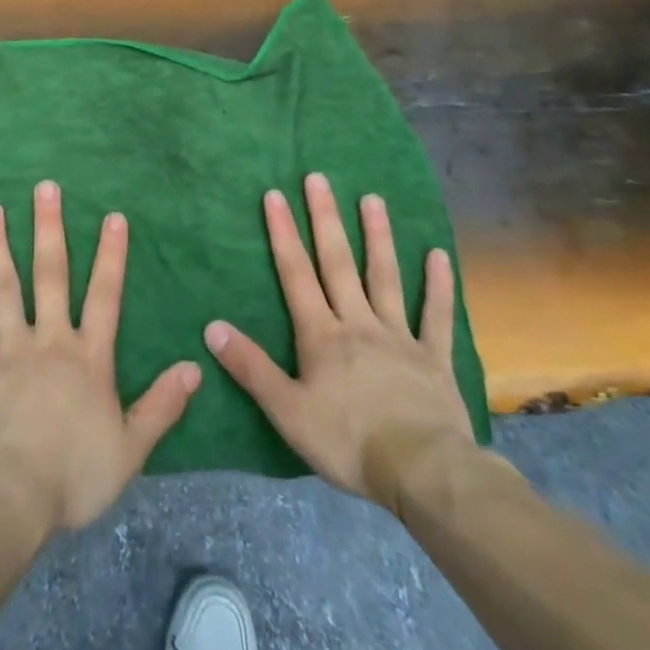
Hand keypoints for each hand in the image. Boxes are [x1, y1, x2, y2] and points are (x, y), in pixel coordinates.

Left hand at [0, 180, 201, 535]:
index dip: (111, 256)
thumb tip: (194, 367)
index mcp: (87, 357)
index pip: (105, 296)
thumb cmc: (73, 476)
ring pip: (2, 288)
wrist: (9, 500)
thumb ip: (162, 406)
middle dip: (49, 228)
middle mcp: (48, 340)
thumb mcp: (131, 448)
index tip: (112, 215)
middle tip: (45, 187)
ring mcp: (7, 350)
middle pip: (50, 275)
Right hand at [204, 173, 472, 508]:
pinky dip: (437, 286)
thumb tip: (211, 327)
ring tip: (372, 198)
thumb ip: (251, 367)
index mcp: (322, 335)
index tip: (275, 195)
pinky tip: (438, 254)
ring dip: (378, 237)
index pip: (296, 274)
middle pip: (338, 263)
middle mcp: (358, 323)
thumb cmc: (348, 442)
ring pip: (385, 278)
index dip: (283, 234)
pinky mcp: (433, 358)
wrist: (422, 472)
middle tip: (320, 178)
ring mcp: (399, 336)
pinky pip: (435, 316)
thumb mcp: (287, 411)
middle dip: (326, 219)